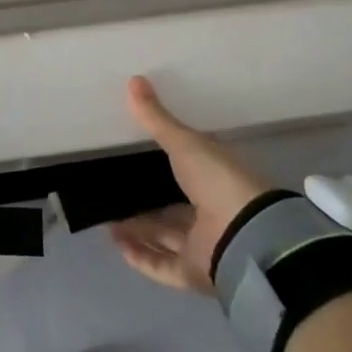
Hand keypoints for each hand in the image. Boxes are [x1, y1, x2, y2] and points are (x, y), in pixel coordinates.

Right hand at [109, 75, 274, 294]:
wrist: (245, 235)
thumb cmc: (218, 180)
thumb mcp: (184, 143)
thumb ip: (156, 118)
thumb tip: (133, 79)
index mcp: (214, 181)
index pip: (187, 173)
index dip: (163, 166)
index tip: (135, 158)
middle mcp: (210, 215)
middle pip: (173, 211)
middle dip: (145, 206)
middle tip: (113, 193)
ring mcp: (203, 246)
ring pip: (164, 239)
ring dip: (137, 231)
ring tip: (106, 219)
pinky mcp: (194, 273)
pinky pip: (161, 266)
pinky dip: (139, 256)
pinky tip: (115, 243)